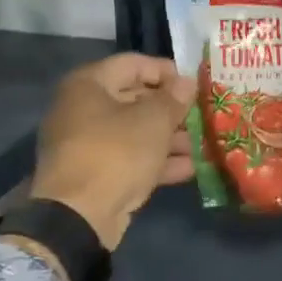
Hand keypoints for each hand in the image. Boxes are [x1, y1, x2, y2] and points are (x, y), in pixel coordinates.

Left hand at [31, 53, 195, 248]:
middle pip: (135, 99)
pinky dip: (156, 161)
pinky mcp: (95, 174)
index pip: (133, 64)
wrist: (78, 216)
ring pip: (135, 132)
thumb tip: (186, 82)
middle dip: (171, 109)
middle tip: (202, 115)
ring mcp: (87, 144)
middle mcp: (83, 108)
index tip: (194, 84)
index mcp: (89, 84)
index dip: (166, 71)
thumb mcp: (153, 121)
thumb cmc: (116, 153)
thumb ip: (173, 99)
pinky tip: (190, 168)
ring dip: (169, 137)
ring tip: (203, 144)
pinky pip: (129, 158)